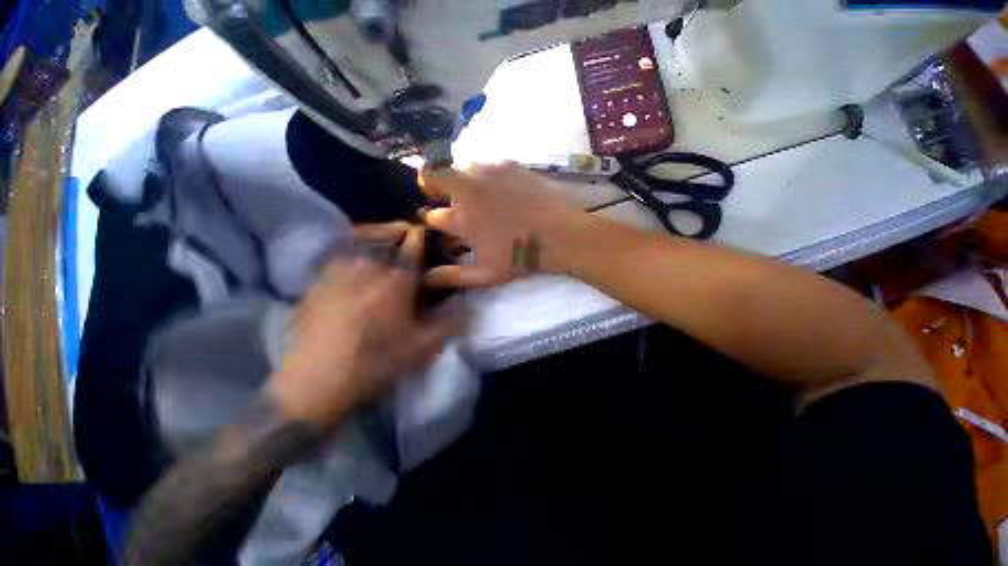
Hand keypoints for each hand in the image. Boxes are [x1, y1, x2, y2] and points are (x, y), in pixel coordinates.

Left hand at [267, 224, 465, 429]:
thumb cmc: (376, 362)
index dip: (419, 237)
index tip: (423, 232)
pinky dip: (348, 251)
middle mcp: (368, 270)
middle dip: (396, 230)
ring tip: (379, 240)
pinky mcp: (317, 283)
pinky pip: (336, 256)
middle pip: (383, 237)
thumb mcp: (421, 347)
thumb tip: (467, 309)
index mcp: (397, 283)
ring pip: (358, 242)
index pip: (412, 249)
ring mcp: (339, 273)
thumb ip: (448, 324)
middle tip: (403, 231)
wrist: (316, 381)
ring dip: (372, 236)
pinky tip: (352, 261)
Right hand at [419, 162, 581, 287]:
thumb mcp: (484, 274)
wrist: (558, 234)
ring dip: (462, 182)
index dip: (435, 220)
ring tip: (481, 197)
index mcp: (459, 218)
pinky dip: (486, 177)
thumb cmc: (520, 256)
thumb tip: (425, 279)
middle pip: (432, 175)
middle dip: (434, 187)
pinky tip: (503, 191)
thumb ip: (451, 276)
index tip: (444, 225)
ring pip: (461, 169)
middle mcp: (466, 188)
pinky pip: (487, 166)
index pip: (431, 214)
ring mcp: (487, 171)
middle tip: (452, 201)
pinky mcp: (507, 163)